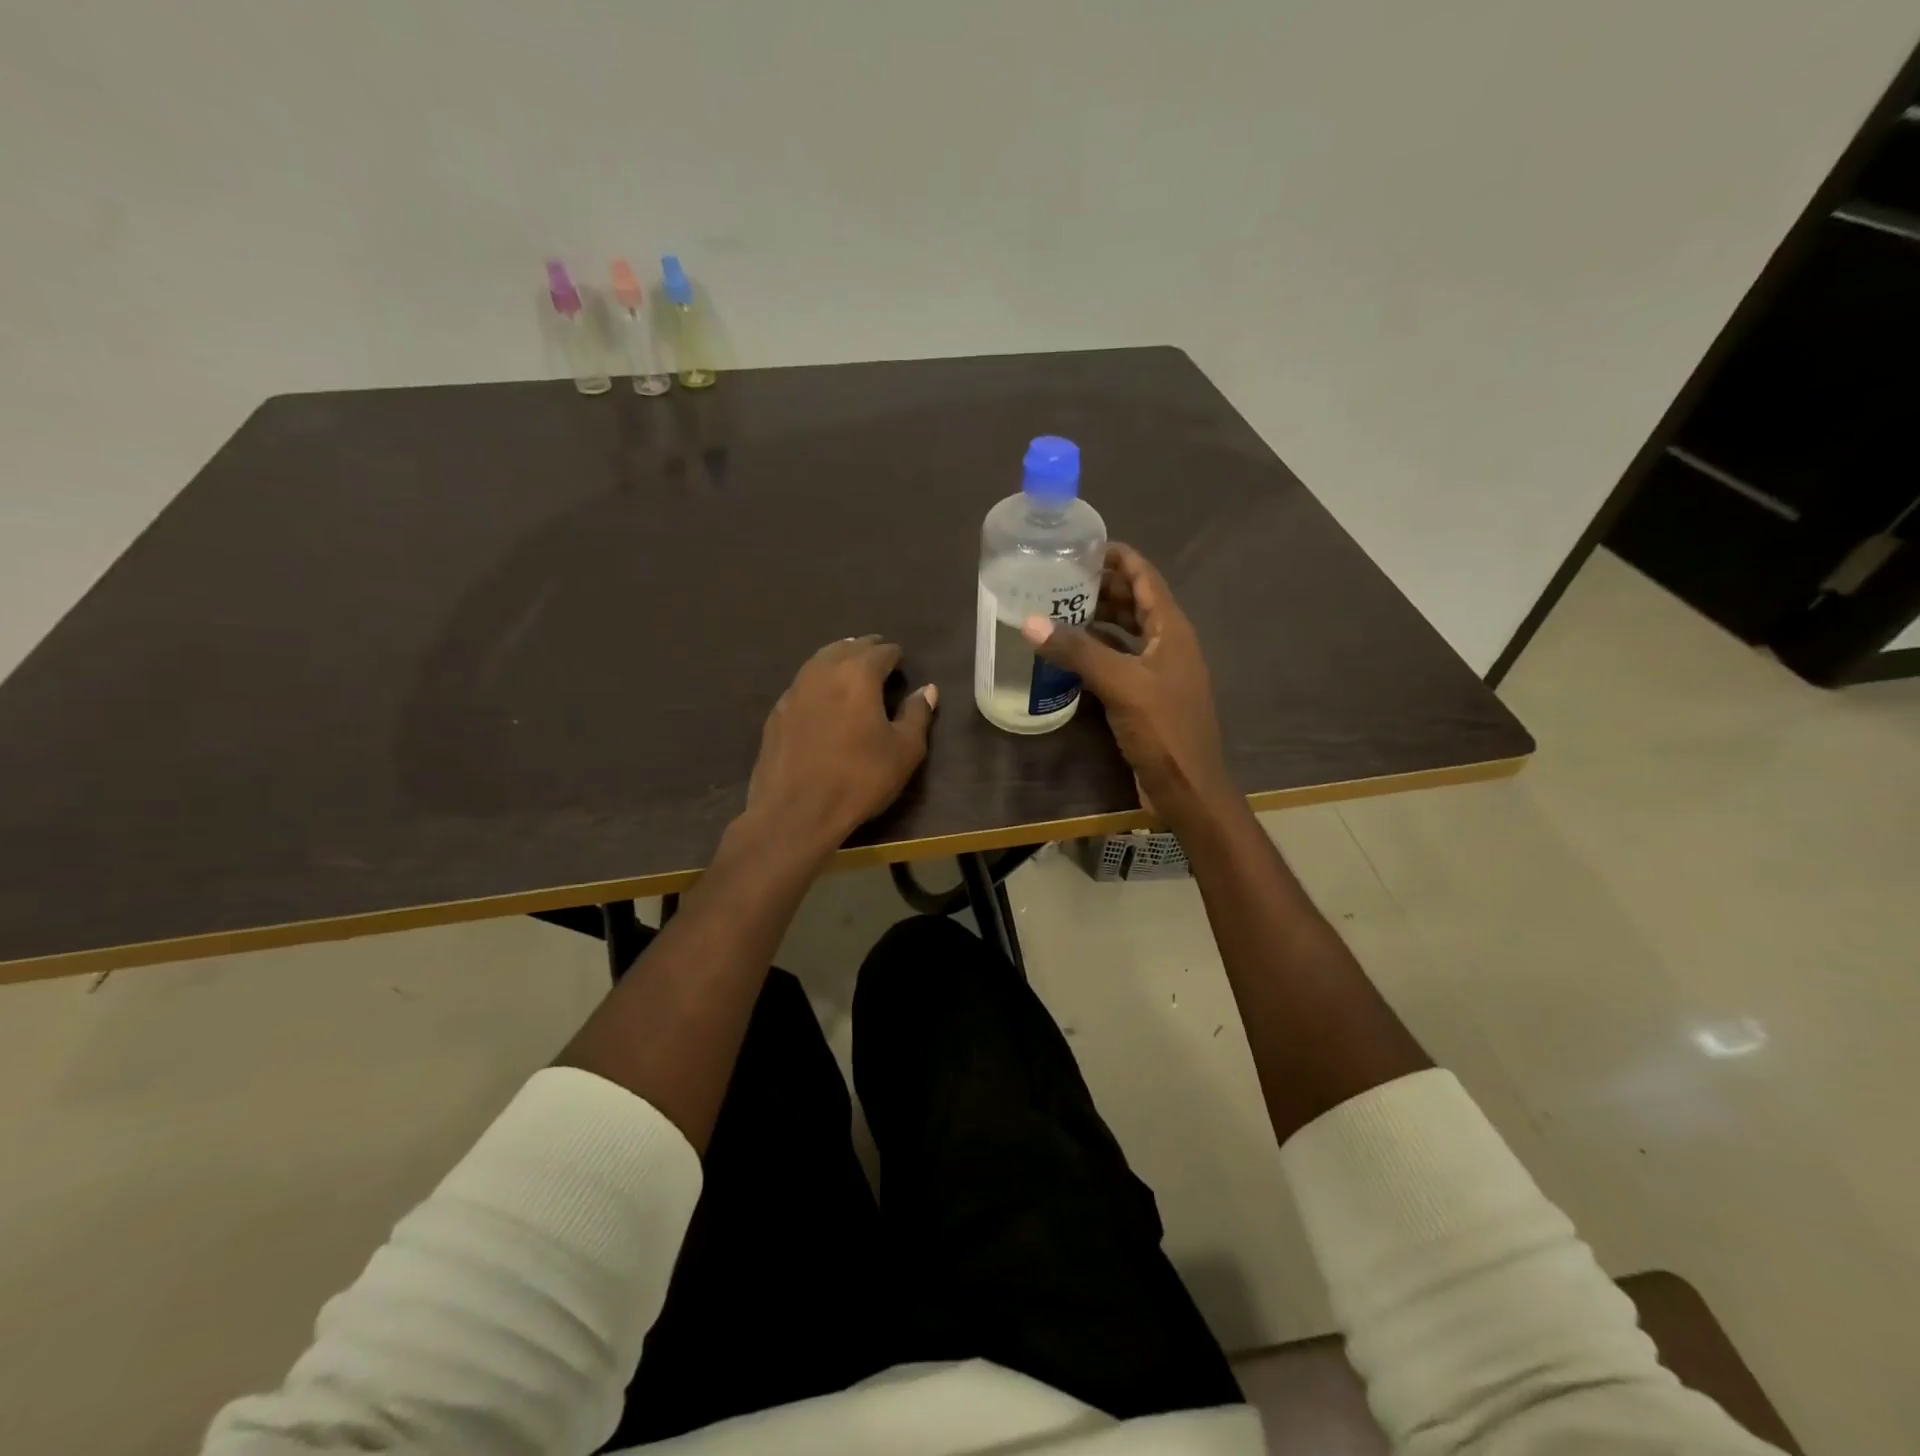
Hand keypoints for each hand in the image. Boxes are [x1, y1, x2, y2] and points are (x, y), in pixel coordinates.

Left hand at [743, 635, 937, 854]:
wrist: (794, 812)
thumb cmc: (859, 780)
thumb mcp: (904, 751)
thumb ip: (917, 715)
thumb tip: (927, 690)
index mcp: (858, 675)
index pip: (881, 652)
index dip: (895, 655)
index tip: (902, 661)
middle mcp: (823, 672)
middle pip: (847, 648)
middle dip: (866, 649)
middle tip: (879, 655)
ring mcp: (794, 690)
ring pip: (820, 660)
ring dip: (838, 658)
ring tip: (850, 666)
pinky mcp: (776, 713)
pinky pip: (802, 683)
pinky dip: (818, 680)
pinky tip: (822, 695)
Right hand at [1022, 543, 1230, 817]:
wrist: (1188, 787)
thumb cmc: (1163, 730)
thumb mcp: (1120, 684)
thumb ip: (1078, 651)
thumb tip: (1030, 622)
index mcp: (1171, 629)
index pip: (1145, 577)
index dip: (1118, 557)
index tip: (1081, 545)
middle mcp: (1168, 643)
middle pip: (1136, 601)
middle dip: (1101, 586)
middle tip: (1058, 578)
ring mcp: (1160, 671)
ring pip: (1128, 632)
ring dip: (1099, 618)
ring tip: (1059, 609)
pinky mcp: (1148, 696)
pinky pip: (1121, 660)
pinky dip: (1099, 651)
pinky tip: (1071, 655)